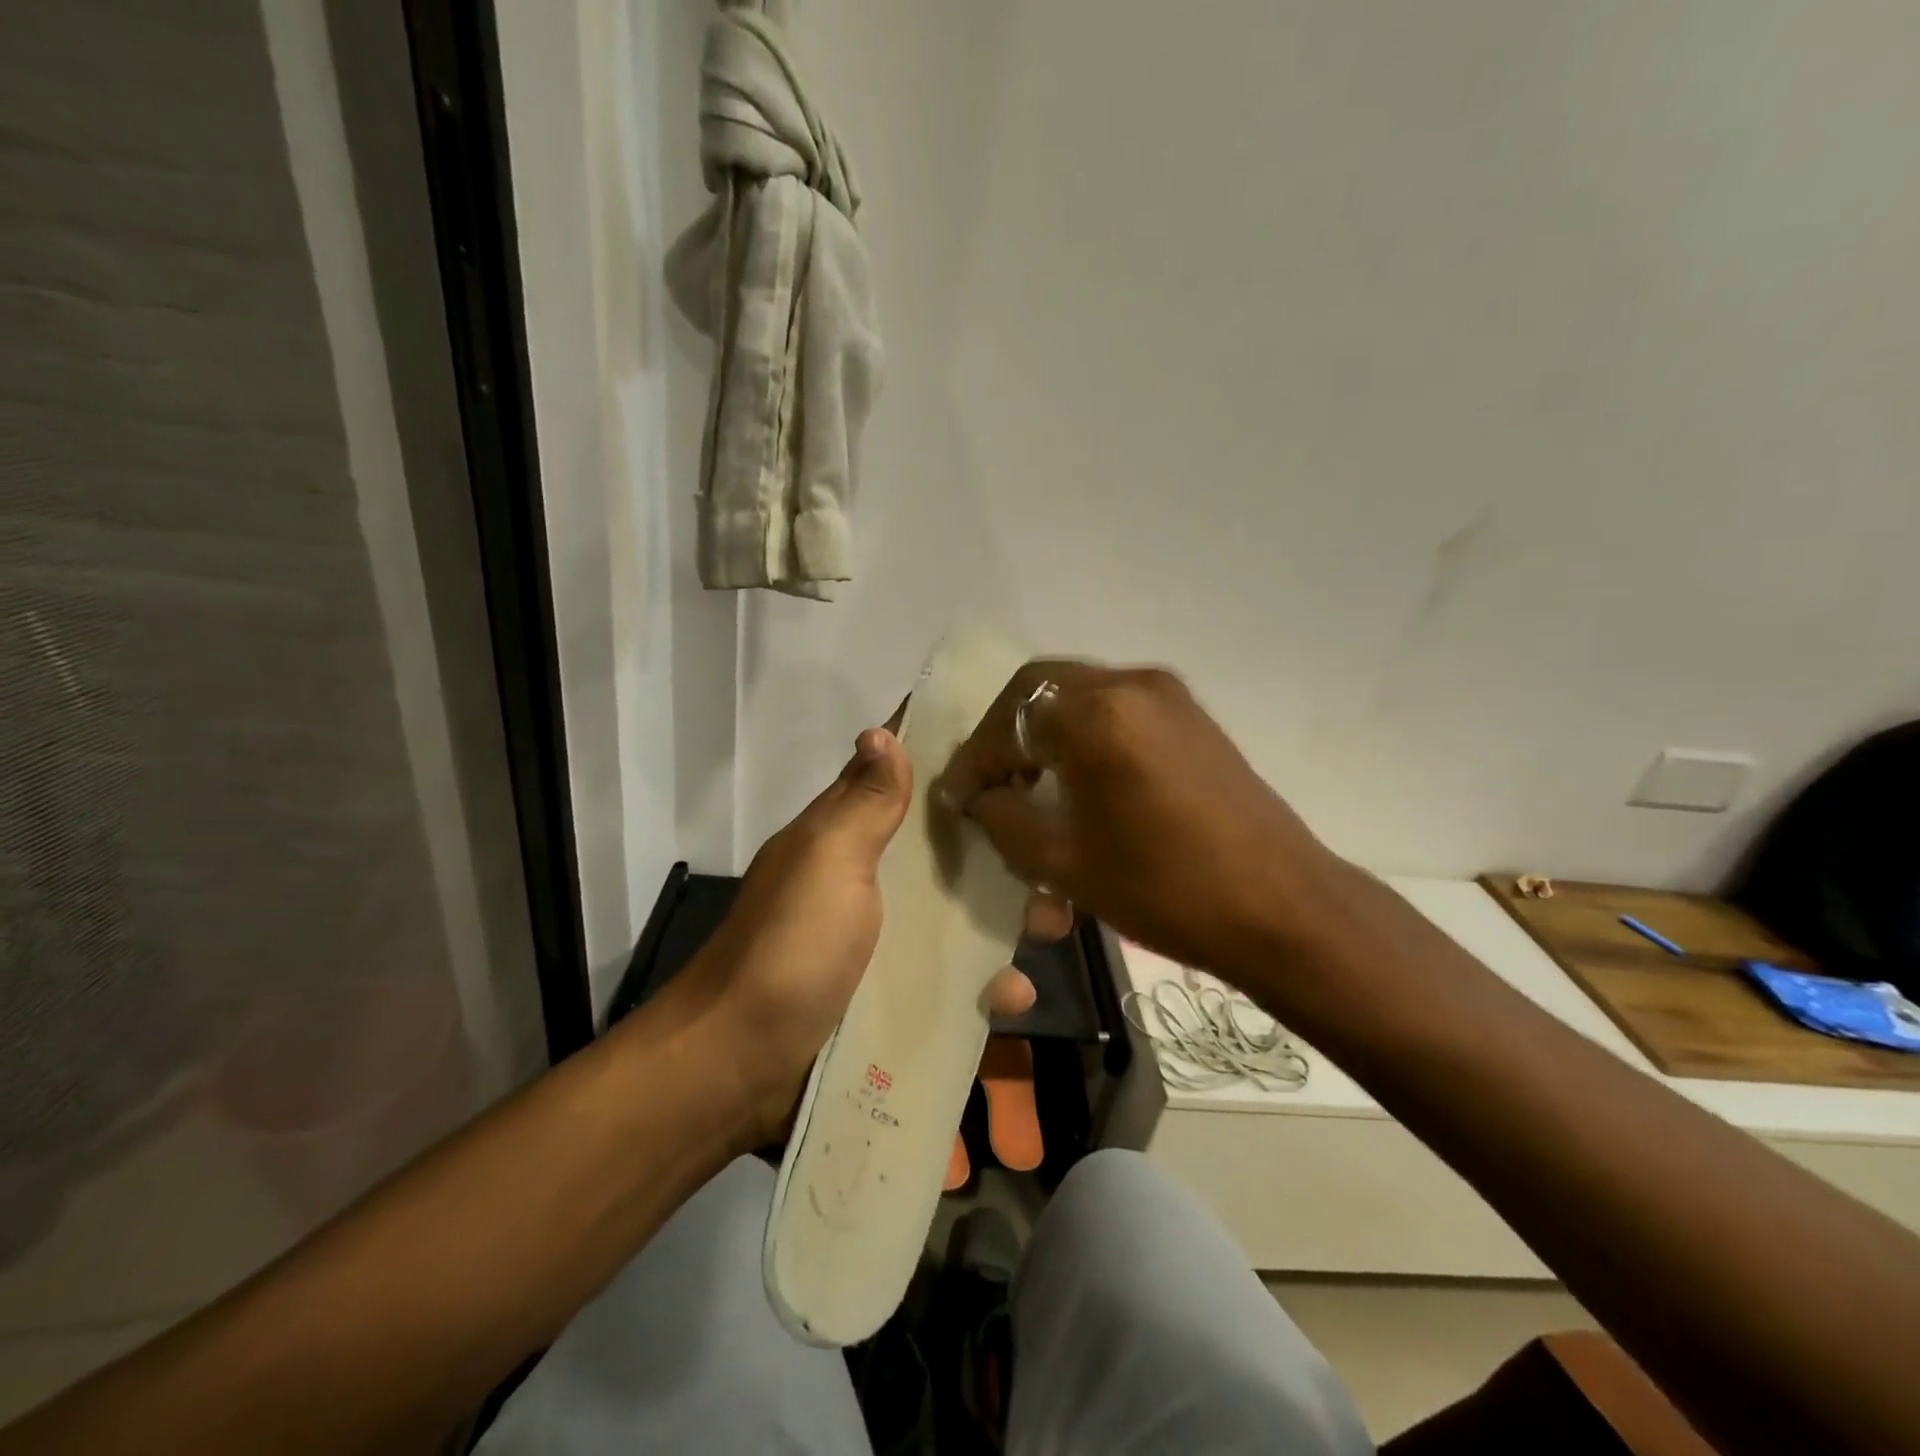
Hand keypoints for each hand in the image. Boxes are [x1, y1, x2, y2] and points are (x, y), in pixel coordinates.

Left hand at [688, 723, 1038, 1146]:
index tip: (1010, 740)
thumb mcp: (829, 862)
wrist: (738, 1066)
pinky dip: (983, 983)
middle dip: (999, 847)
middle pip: (944, 848)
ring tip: (1054, 924)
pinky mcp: (892, 994)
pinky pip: (951, 978)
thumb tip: (882, 730)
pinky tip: (1014, 994)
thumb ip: (864, 804)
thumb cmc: (790, 948)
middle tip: (1057, 850)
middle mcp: (867, 879)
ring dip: (1005, 916)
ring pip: (956, 912)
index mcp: (846, 835)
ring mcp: (881, 939)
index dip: (946, 755)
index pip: (897, 776)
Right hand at [936, 661, 1345, 975]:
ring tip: (1028, 780)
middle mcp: (1130, 684)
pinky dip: (1081, 729)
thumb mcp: (1064, 864)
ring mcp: (1167, 693)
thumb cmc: (1166, 889)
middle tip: (989, 780)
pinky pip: (1115, 704)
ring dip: (1042, 728)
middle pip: (1039, 687)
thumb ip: (1004, 819)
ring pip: (1077, 691)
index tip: (956, 799)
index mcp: (1096, 716)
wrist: (1282, 906)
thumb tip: (977, 797)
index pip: (1008, 720)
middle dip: (1004, 732)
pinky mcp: (1191, 713)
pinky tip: (1078, 775)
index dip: (974, 761)